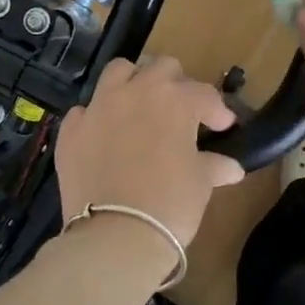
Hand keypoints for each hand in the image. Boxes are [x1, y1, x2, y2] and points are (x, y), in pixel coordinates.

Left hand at [55, 57, 245, 246]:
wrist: (115, 235)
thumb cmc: (170, 204)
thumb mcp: (201, 184)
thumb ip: (215, 166)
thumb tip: (232, 168)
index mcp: (175, 100)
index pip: (204, 94)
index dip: (218, 111)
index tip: (223, 127)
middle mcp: (135, 92)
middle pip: (161, 68)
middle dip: (176, 85)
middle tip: (182, 113)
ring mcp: (99, 107)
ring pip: (118, 72)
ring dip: (133, 83)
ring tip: (141, 107)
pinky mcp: (72, 130)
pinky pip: (85, 110)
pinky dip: (98, 118)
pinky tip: (105, 137)